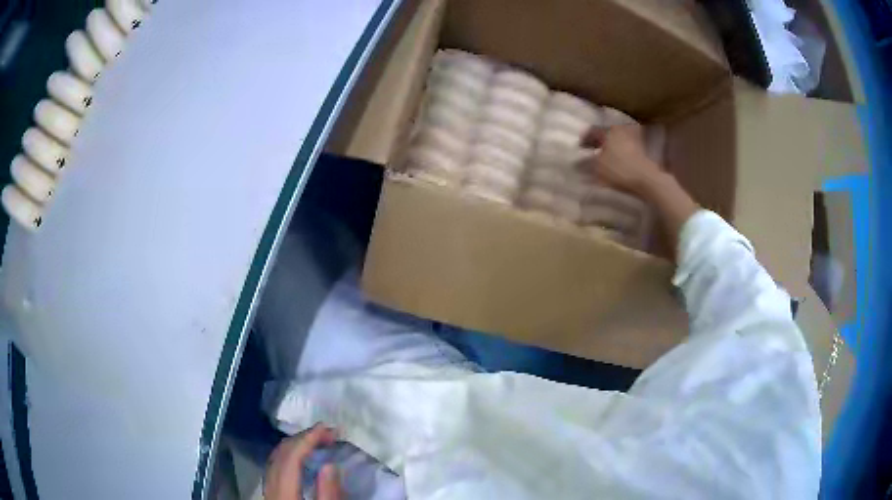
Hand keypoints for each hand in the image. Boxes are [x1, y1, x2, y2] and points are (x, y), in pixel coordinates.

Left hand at [264, 425, 341, 499]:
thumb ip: (328, 491)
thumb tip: (331, 464)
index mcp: (283, 490)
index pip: (292, 457)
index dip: (308, 439)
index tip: (326, 428)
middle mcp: (271, 484)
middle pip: (282, 454)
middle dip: (303, 438)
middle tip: (327, 433)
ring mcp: (268, 487)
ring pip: (276, 457)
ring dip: (295, 444)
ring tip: (317, 440)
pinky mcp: (271, 491)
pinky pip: (275, 465)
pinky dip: (288, 454)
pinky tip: (302, 456)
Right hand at [578, 125, 660, 194]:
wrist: (646, 179)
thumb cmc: (619, 170)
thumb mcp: (597, 167)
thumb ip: (587, 162)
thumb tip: (578, 161)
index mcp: (608, 130)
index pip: (592, 131)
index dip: (584, 139)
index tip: (580, 147)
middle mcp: (621, 130)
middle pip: (606, 133)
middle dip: (599, 141)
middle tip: (592, 150)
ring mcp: (633, 139)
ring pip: (617, 140)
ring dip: (610, 147)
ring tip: (604, 156)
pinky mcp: (642, 149)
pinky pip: (626, 147)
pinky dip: (620, 152)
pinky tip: (617, 161)